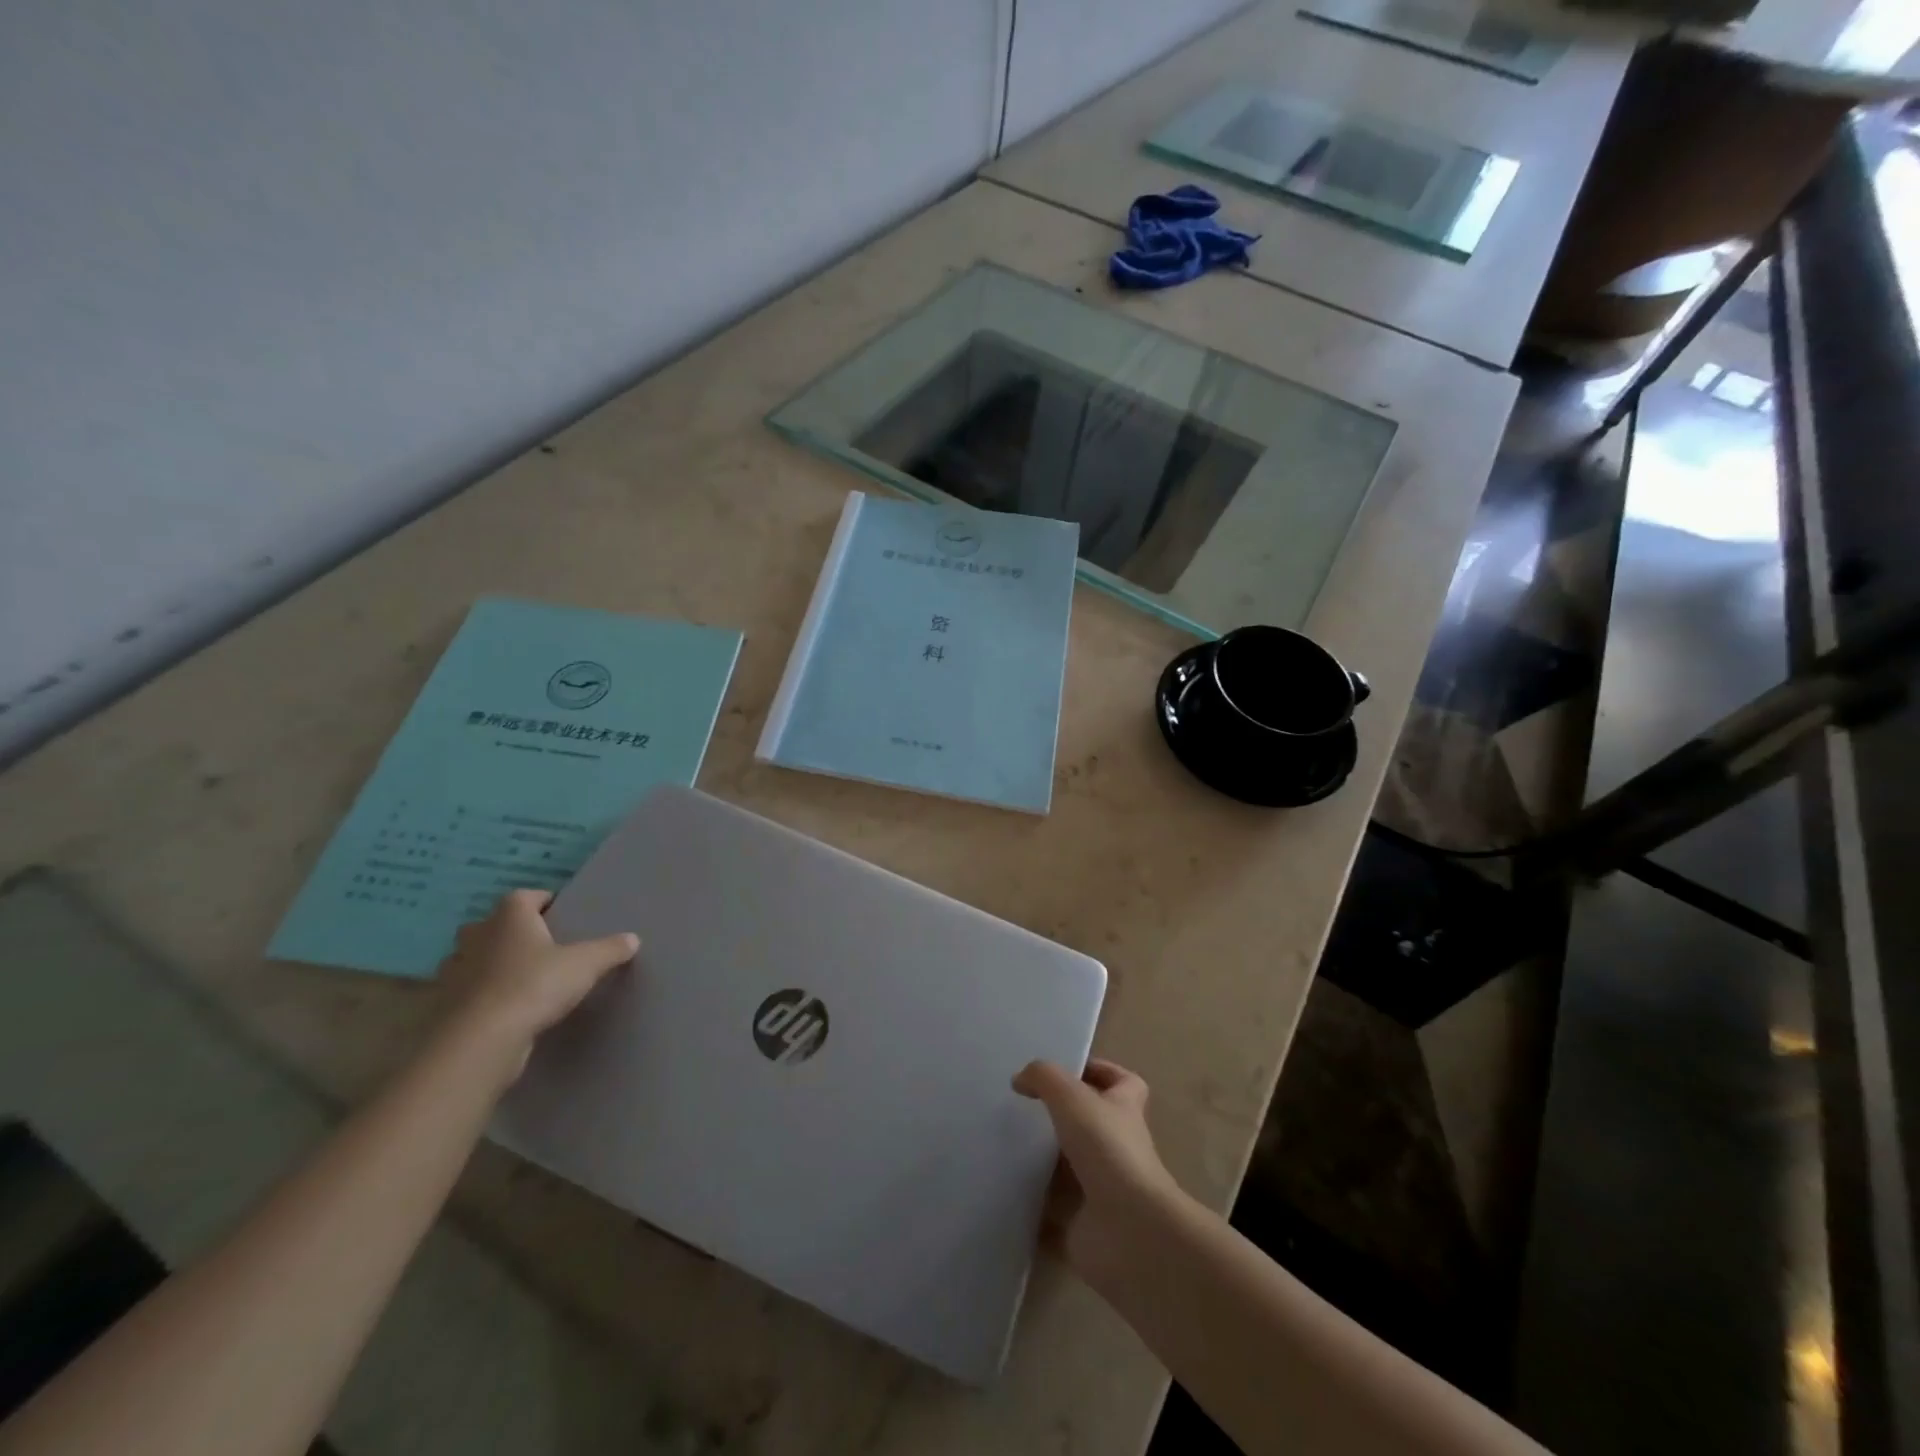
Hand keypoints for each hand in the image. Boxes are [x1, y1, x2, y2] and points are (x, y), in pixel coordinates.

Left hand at [434, 889, 638, 1077]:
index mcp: (509, 916)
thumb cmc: (534, 986)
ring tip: (523, 980)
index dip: (544, 902)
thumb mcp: (586, 965)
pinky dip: (482, 996)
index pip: (526, 896)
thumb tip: (632, 939)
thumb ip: (610, 949)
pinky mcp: (445, 1005)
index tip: (561, 916)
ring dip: (493, 965)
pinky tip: (504, 1010)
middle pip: (495, 925)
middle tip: (542, 948)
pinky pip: (467, 991)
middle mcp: (476, 936)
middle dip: (514, 933)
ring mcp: (454, 971)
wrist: (480, 1041)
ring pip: (476, 958)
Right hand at [1013, 1059, 1185, 1290]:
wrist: (1128, 1231)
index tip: (1066, 1072)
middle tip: (1024, 1111)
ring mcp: (1103, 1190)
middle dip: (1062, 1118)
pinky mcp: (1083, 1227)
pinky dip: (1032, 1207)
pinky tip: (1004, 1192)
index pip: (1123, 1083)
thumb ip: (1044, 1078)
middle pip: (1093, 1125)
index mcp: (1124, 1112)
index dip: (1101, 1072)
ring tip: (1005, 1147)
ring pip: (1070, 1169)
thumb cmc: (1107, 1150)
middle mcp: (1118, 1149)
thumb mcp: (1071, 1097)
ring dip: (1044, 1162)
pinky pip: (1052, 1214)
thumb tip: (1021, 1079)